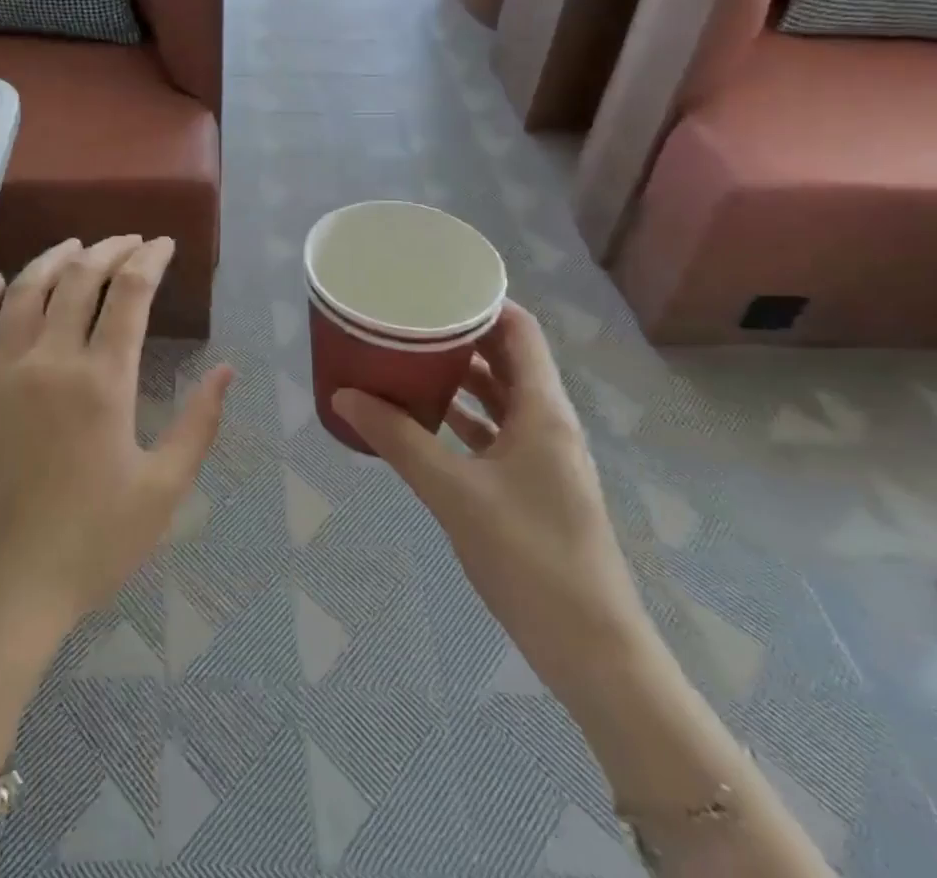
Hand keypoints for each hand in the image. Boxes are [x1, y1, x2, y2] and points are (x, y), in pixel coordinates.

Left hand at [0, 236, 234, 655]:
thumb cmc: (87, 547)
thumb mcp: (161, 493)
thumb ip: (197, 426)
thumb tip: (226, 371)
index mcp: (101, 381)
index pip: (129, 294)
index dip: (149, 260)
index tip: (164, 244)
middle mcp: (48, 360)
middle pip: (79, 279)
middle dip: (109, 249)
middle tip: (129, 241)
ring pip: (24, 290)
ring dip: (53, 259)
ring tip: (75, 245)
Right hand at [332, 303, 650, 698]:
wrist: (593, 651)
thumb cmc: (529, 557)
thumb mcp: (454, 492)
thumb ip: (398, 439)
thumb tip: (343, 396)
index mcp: (543, 409)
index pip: (519, 330)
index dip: (482, 301)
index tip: (433, 286)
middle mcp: (547, 422)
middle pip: (507, 358)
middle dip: (461, 335)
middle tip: (408, 319)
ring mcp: (543, 456)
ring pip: (500, 396)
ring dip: (460, 377)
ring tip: (408, 358)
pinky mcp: (534, 486)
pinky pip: (495, 432)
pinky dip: (463, 418)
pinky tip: (425, 419)